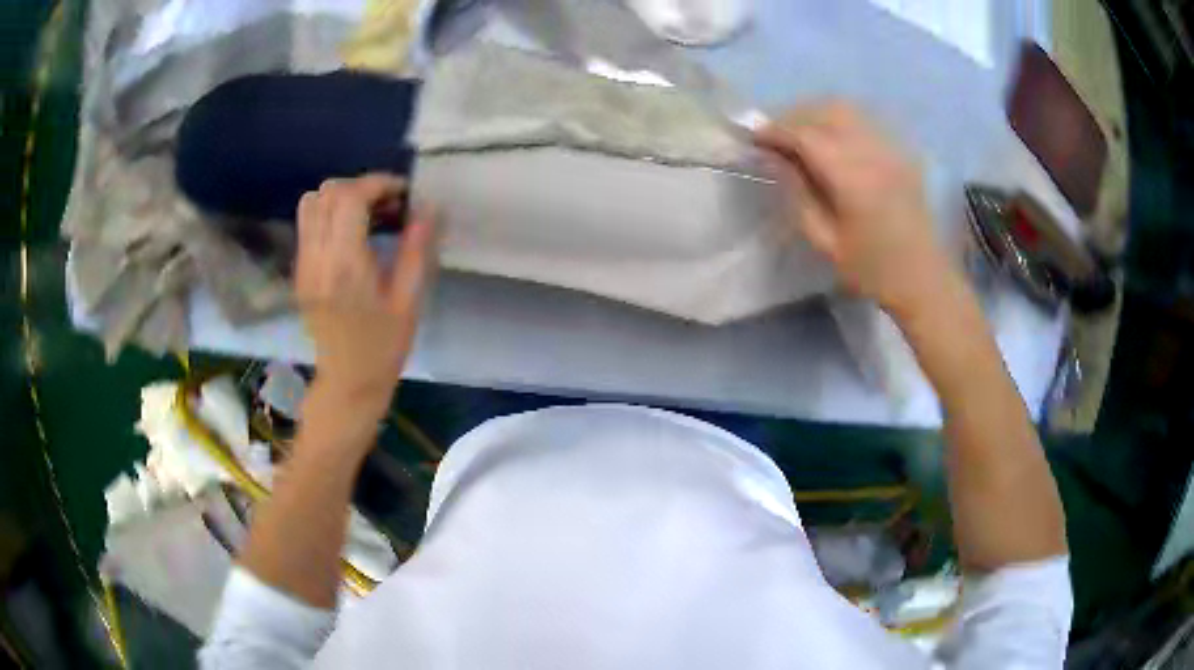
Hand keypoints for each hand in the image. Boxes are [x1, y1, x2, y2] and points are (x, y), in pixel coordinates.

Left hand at [295, 174, 436, 417]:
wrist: (347, 382)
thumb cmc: (383, 347)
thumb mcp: (409, 301)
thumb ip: (417, 250)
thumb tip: (428, 207)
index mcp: (344, 266)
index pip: (350, 198)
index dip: (378, 184)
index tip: (403, 195)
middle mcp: (316, 258)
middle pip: (327, 193)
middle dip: (361, 187)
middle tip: (389, 205)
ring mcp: (303, 264)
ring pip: (312, 203)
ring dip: (342, 198)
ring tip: (369, 215)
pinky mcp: (300, 270)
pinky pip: (308, 223)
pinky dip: (331, 214)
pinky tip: (353, 234)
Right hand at [755, 102, 956, 318]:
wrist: (923, 280)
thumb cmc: (872, 270)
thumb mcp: (825, 241)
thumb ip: (798, 194)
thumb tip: (775, 159)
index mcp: (854, 179)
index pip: (806, 135)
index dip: (775, 131)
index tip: (753, 137)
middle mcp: (873, 153)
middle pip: (826, 112)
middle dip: (794, 116)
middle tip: (773, 135)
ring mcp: (891, 149)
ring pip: (847, 110)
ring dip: (816, 113)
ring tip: (799, 133)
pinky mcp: (901, 153)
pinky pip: (865, 121)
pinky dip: (840, 121)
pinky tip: (831, 139)